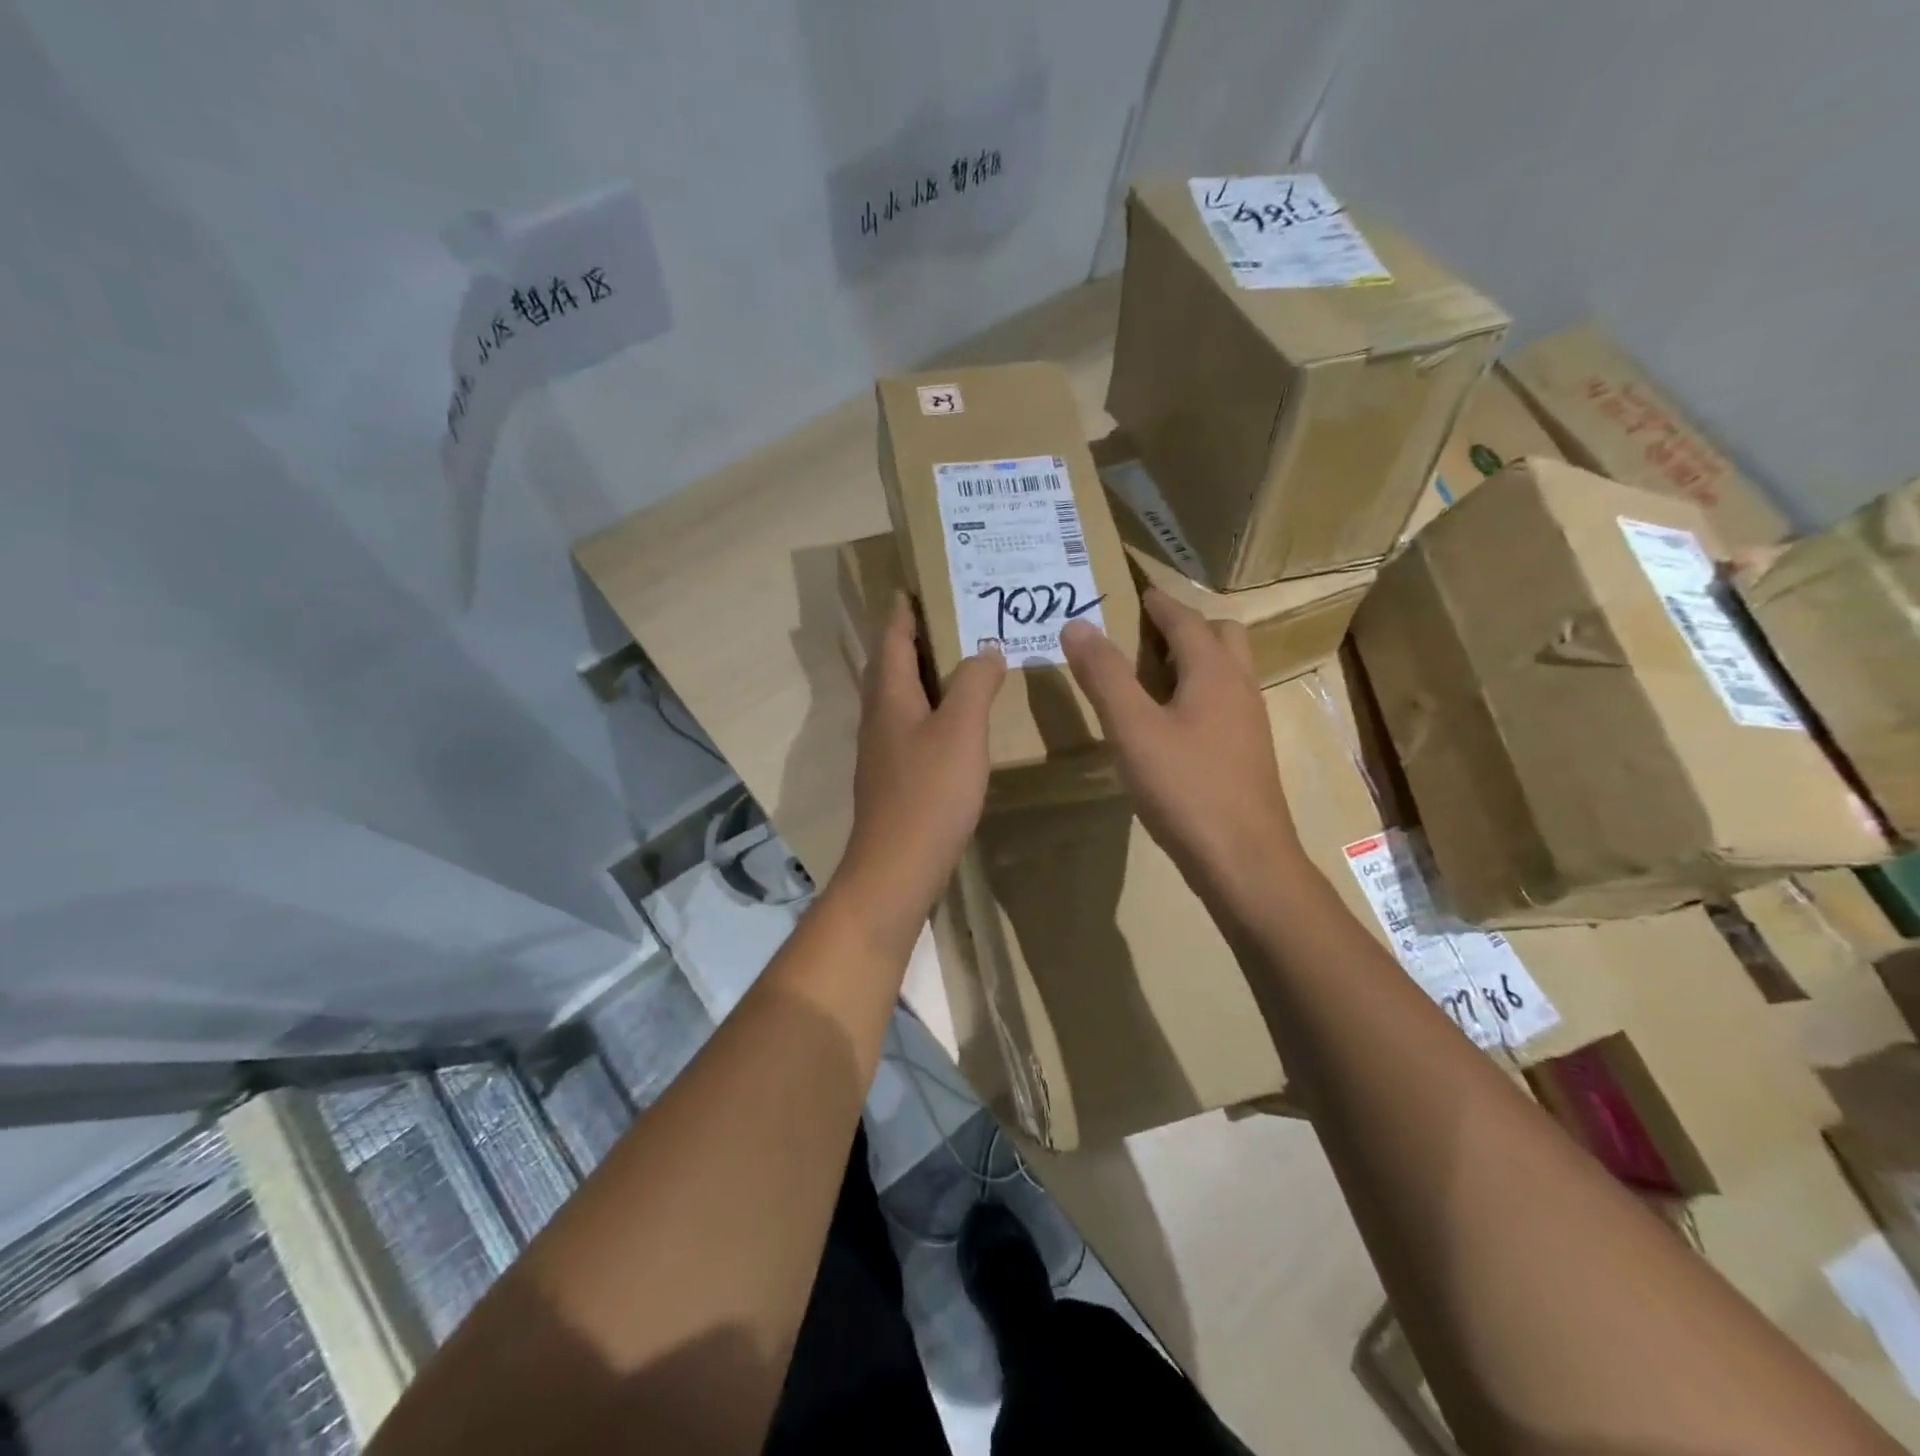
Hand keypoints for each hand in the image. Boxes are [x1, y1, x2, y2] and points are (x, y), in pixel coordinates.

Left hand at [836, 594, 1005, 951]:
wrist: (897, 866)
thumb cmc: (929, 792)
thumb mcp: (962, 729)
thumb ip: (975, 684)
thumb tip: (986, 650)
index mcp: (889, 696)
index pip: (892, 638)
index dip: (902, 611)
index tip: (912, 586)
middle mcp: (878, 717)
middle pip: (890, 666)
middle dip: (912, 639)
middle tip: (947, 619)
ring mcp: (881, 751)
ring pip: (899, 699)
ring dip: (922, 676)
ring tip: (957, 664)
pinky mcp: (892, 778)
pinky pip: (909, 727)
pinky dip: (929, 710)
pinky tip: (954, 723)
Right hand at [1061, 588, 1303, 918]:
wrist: (1244, 859)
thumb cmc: (1186, 788)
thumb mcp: (1132, 729)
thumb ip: (1104, 675)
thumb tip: (1077, 625)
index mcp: (1213, 672)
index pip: (1186, 620)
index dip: (1160, 603)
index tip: (1140, 591)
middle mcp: (1240, 687)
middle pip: (1222, 636)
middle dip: (1187, 625)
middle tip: (1147, 632)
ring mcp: (1249, 722)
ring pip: (1228, 670)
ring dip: (1197, 657)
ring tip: (1154, 671)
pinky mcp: (1247, 753)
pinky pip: (1226, 701)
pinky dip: (1201, 691)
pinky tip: (1173, 721)